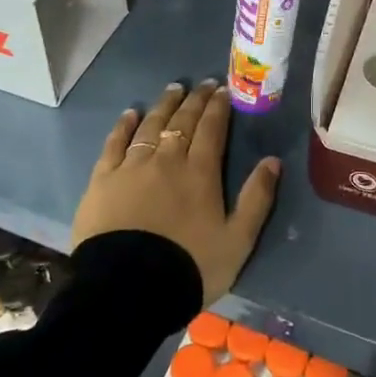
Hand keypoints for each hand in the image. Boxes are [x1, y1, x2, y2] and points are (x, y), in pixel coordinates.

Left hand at [71, 80, 279, 304]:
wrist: (128, 292)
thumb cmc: (189, 267)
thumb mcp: (237, 241)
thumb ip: (257, 199)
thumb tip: (273, 161)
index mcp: (200, 172)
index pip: (211, 129)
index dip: (218, 107)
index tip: (223, 90)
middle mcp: (166, 160)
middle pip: (182, 122)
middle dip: (195, 100)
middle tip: (203, 84)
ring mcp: (131, 167)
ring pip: (150, 126)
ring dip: (164, 105)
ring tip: (173, 89)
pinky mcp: (102, 181)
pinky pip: (114, 144)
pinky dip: (124, 126)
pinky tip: (131, 114)